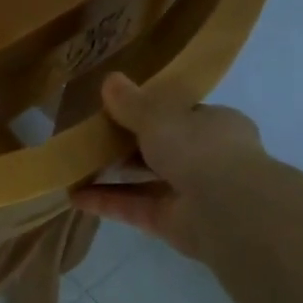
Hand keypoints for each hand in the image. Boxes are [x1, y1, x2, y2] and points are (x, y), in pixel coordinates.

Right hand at [70, 76, 265, 260]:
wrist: (227, 209)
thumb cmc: (199, 148)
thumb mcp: (158, 116)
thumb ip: (132, 102)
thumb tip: (110, 79)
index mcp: (216, 126)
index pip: (182, 115)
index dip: (152, 112)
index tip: (118, 109)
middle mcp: (208, 159)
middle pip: (162, 148)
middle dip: (127, 146)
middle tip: (91, 138)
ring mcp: (191, 193)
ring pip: (146, 180)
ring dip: (112, 175)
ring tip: (76, 166)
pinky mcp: (173, 222)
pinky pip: (134, 208)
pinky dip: (106, 203)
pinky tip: (75, 197)